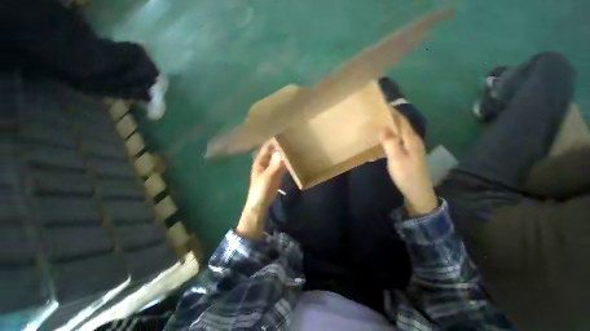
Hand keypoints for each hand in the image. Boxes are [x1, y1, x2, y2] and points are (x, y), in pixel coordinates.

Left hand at [236, 140, 285, 238]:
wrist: (260, 205)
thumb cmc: (261, 189)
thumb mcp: (269, 176)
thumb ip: (276, 164)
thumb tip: (282, 150)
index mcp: (260, 160)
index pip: (267, 146)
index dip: (274, 140)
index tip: (284, 133)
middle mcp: (264, 162)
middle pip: (273, 151)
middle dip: (281, 146)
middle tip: (292, 139)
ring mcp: (270, 168)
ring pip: (278, 158)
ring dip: (284, 153)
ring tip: (294, 147)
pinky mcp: (275, 175)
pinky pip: (281, 165)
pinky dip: (286, 162)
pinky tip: (293, 159)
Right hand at [379, 111, 437, 215]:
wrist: (418, 192)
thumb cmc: (406, 174)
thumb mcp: (396, 158)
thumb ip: (390, 142)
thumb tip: (384, 127)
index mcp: (411, 139)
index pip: (402, 121)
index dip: (394, 112)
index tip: (383, 105)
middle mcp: (413, 141)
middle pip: (402, 126)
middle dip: (392, 118)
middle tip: (378, 114)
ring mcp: (411, 149)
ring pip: (400, 134)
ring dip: (391, 127)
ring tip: (379, 124)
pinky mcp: (408, 155)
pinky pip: (398, 141)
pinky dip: (391, 137)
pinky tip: (384, 140)